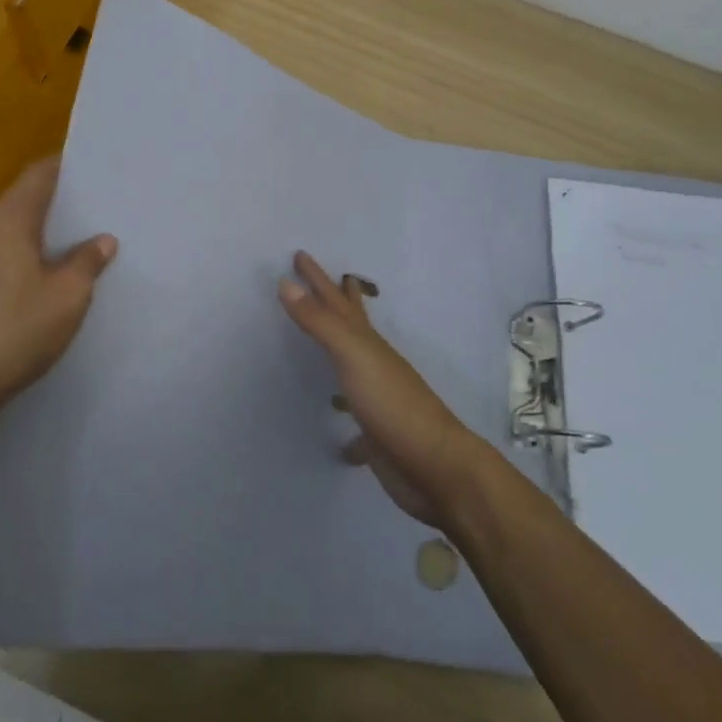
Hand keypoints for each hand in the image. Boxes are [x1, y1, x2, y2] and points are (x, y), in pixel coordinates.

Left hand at [0, 157, 115, 426]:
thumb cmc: (11, 334)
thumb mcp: (66, 299)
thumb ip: (87, 262)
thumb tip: (102, 240)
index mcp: (7, 219)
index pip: (39, 173)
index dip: (66, 168)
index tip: (91, 174)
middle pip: (19, 204)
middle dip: (51, 211)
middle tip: (86, 224)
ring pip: (1, 236)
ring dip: (28, 243)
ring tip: (60, 261)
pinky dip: (8, 267)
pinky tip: (24, 295)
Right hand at [279, 251, 496, 529]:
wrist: (435, 467)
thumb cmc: (393, 405)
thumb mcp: (353, 355)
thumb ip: (320, 322)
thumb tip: (286, 283)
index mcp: (367, 342)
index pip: (336, 300)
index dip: (318, 278)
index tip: (300, 254)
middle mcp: (373, 364)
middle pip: (350, 323)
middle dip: (335, 300)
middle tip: (323, 279)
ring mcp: (377, 399)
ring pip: (352, 367)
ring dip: (338, 353)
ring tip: (322, 347)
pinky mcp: (376, 436)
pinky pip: (354, 425)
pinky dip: (345, 427)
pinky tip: (338, 438)